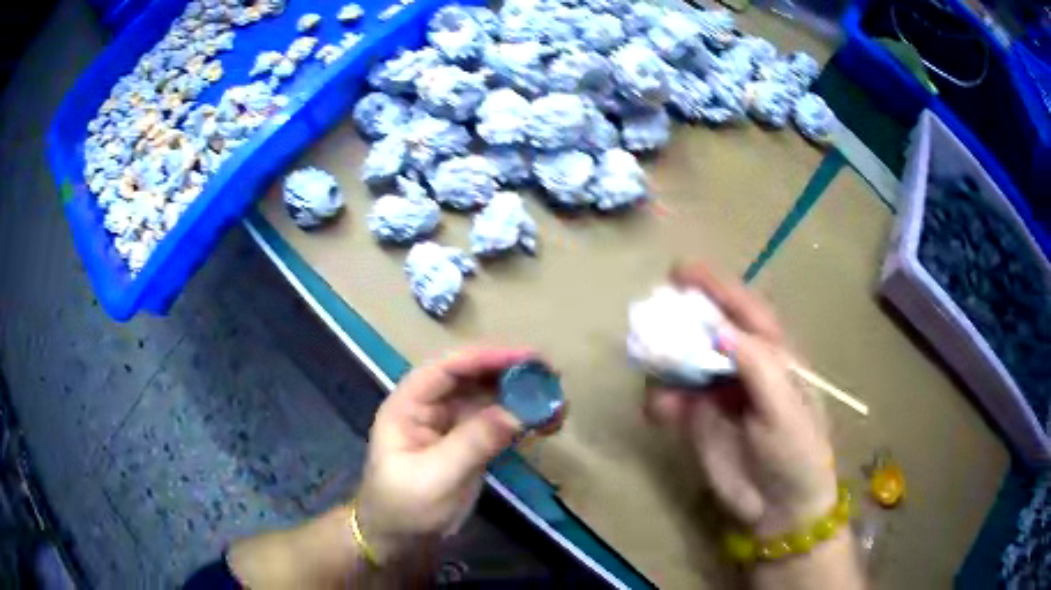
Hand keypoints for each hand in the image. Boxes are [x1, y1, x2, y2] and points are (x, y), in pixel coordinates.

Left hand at [355, 347, 558, 561]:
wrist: (400, 541)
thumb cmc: (405, 507)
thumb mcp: (436, 477)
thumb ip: (474, 442)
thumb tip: (518, 412)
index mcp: (409, 404)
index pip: (447, 368)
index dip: (485, 357)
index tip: (526, 358)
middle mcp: (431, 407)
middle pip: (472, 377)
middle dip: (510, 373)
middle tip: (550, 374)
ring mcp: (451, 425)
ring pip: (488, 398)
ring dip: (520, 395)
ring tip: (556, 400)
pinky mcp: (469, 443)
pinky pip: (497, 422)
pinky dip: (521, 419)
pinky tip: (545, 424)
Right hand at [645, 264, 836, 536]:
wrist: (778, 507)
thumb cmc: (796, 452)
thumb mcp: (785, 409)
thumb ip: (758, 367)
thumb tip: (721, 329)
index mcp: (773, 356)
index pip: (744, 312)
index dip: (716, 288)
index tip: (682, 271)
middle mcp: (742, 366)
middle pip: (707, 331)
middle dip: (681, 320)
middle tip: (652, 319)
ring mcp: (717, 393)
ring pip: (683, 362)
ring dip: (664, 363)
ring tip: (656, 377)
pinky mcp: (696, 420)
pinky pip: (670, 398)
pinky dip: (659, 400)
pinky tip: (660, 415)